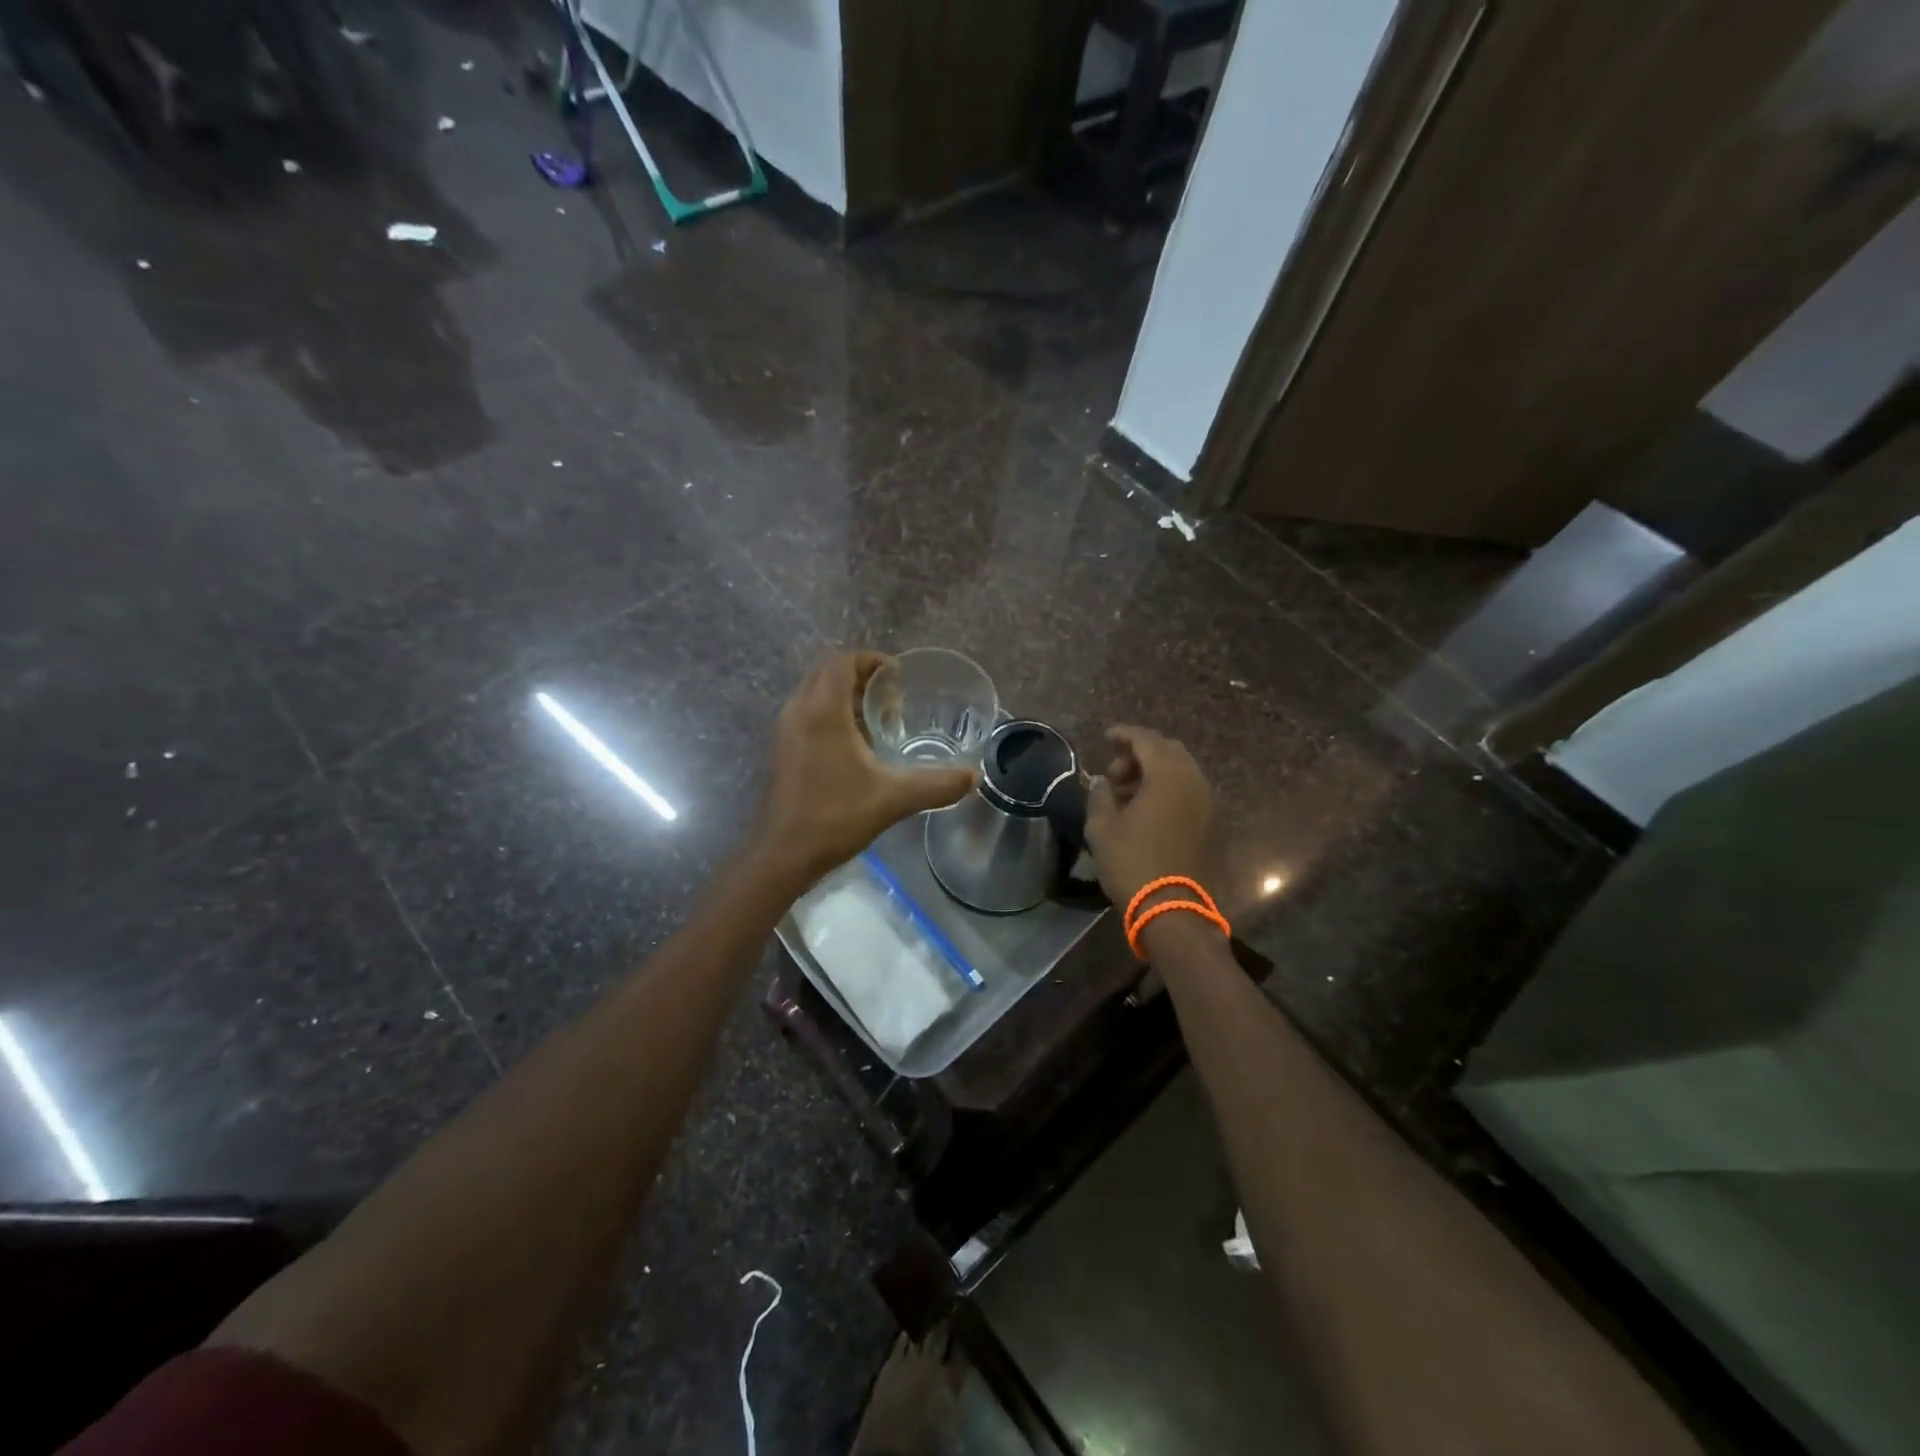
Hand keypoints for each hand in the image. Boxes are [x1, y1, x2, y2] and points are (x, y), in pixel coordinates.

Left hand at [753, 651, 975, 886]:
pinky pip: (808, 713)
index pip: (843, 661)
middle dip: (861, 677)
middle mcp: (799, 710)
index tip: (899, 679)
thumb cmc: (836, 816)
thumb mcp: (894, 798)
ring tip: (879, 720)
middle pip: (828, 672)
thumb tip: (974, 778)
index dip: (872, 661)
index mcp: (822, 710)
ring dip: (846, 696)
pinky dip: (832, 714)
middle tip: (893, 699)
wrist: (784, 854)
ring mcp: (786, 729)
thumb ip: (937, 784)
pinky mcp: (783, 749)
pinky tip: (857, 746)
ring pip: (816, 692)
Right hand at [1083, 725, 1213, 906]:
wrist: (1171, 908)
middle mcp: (1193, 781)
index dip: (1124, 734)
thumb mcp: (1102, 827)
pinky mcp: (1209, 822)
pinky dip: (1166, 788)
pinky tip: (1144, 808)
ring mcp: (1205, 802)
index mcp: (1168, 775)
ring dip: (1153, 772)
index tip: (1106, 736)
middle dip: (1139, 754)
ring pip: (1179, 771)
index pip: (1146, 740)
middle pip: (1167, 751)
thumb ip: (1099, 795)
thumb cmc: (1131, 862)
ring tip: (1125, 793)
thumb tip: (1102, 782)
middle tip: (1114, 772)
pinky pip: (1187, 790)